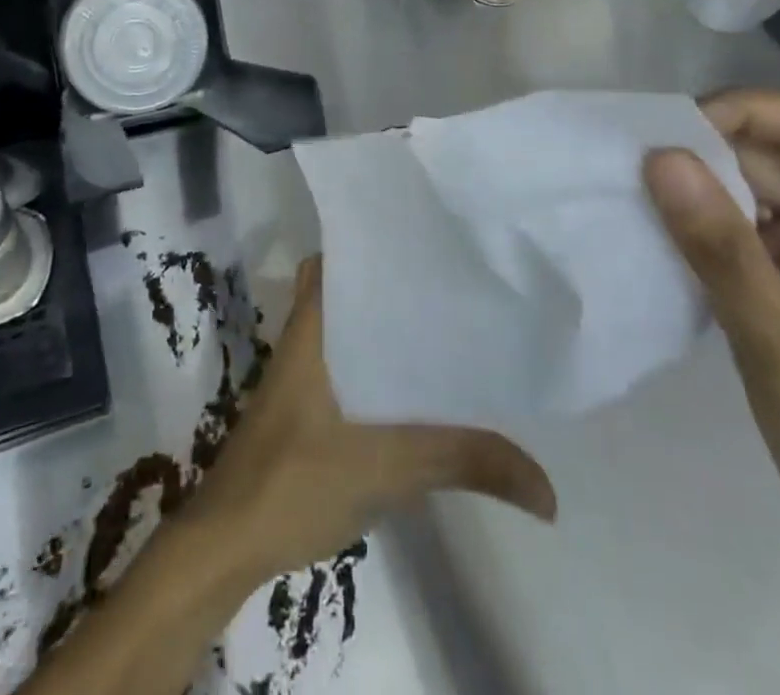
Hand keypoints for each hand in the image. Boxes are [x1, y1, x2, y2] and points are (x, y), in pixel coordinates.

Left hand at [187, 258, 556, 582]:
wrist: (230, 544)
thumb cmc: (295, 480)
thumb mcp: (387, 467)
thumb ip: (465, 463)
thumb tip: (548, 490)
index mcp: (313, 322)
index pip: (341, 255)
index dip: (380, 239)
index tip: (432, 235)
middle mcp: (308, 334)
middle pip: (355, 287)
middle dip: (400, 282)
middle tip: (458, 278)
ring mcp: (306, 370)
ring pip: (356, 327)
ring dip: (393, 326)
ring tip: (455, 321)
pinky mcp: (311, 403)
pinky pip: (355, 364)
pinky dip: (385, 365)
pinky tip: (425, 384)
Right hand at [643, 90, 779, 571]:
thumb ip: (723, 251)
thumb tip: (660, 157)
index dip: (752, 112)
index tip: (678, 132)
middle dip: (710, 148)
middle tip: (638, 162)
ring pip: (754, 183)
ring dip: (698, 184)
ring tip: (636, 192)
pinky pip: (742, 223)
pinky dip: (700, 221)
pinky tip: (659, 230)